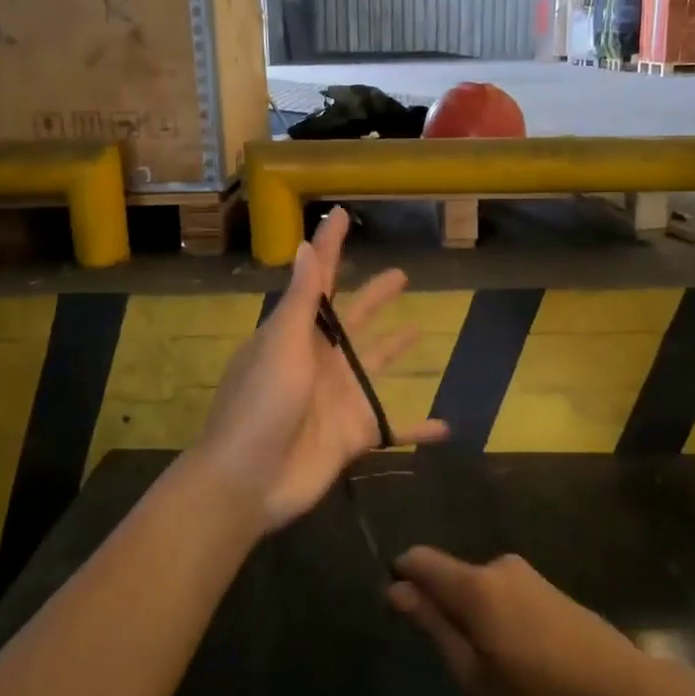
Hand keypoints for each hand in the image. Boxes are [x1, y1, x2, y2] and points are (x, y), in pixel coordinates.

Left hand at [193, 208, 446, 532]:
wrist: (248, 480)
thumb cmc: (260, 405)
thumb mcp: (281, 344)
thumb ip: (302, 300)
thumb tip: (306, 245)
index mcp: (297, 334)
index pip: (319, 280)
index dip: (329, 247)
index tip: (341, 215)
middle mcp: (321, 360)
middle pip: (354, 320)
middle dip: (373, 297)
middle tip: (401, 275)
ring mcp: (340, 397)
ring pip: (376, 366)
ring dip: (394, 349)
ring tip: (419, 331)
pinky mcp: (355, 434)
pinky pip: (395, 428)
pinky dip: (418, 428)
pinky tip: (446, 425)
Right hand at [387, 547, 656, 695]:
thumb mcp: (475, 676)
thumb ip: (434, 626)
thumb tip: (396, 587)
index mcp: (474, 584)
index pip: (419, 559)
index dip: (402, 581)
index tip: (401, 619)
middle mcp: (498, 566)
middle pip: (450, 577)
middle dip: (442, 611)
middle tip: (460, 668)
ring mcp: (528, 575)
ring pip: (478, 590)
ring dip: (474, 621)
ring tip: (496, 673)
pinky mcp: (549, 589)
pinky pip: (504, 596)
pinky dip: (498, 621)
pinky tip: (521, 662)